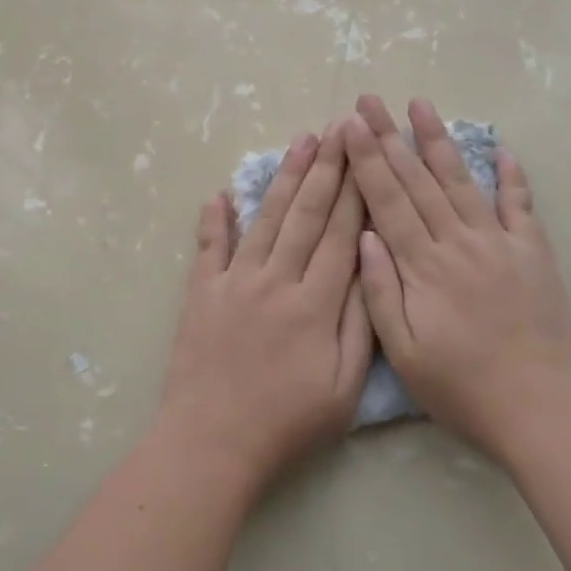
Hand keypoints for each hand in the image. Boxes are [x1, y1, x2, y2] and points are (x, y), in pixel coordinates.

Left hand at [159, 125, 371, 494]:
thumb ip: (360, 323)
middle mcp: (276, 280)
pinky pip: (209, 247)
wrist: (212, 443)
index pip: (341, 233)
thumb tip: (368, 265)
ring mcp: (235, 282)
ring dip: (284, 177)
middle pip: (306, 214)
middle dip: (326, 167)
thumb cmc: (287, 422)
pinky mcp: (201, 292)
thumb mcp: (343, 387)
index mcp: (315, 303)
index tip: (367, 153)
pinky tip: (218, 192)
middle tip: (339, 127)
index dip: (356, 190)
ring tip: (301, 141)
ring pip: (265, 218)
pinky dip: (213, 219)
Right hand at [345, 96, 570, 462]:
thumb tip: (363, 236)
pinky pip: (520, 206)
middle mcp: (459, 242)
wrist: (543, 409)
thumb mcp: (405, 353)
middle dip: (390, 136)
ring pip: (462, 180)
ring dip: (439, 141)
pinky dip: (512, 176)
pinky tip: (503, 149)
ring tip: (421, 104)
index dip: (366, 160)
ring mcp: (499, 243)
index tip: (349, 125)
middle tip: (371, 100)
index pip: (387, 201)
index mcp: (424, 266)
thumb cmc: (463, 388)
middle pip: (418, 180)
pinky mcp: (533, 253)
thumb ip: (380, 292)